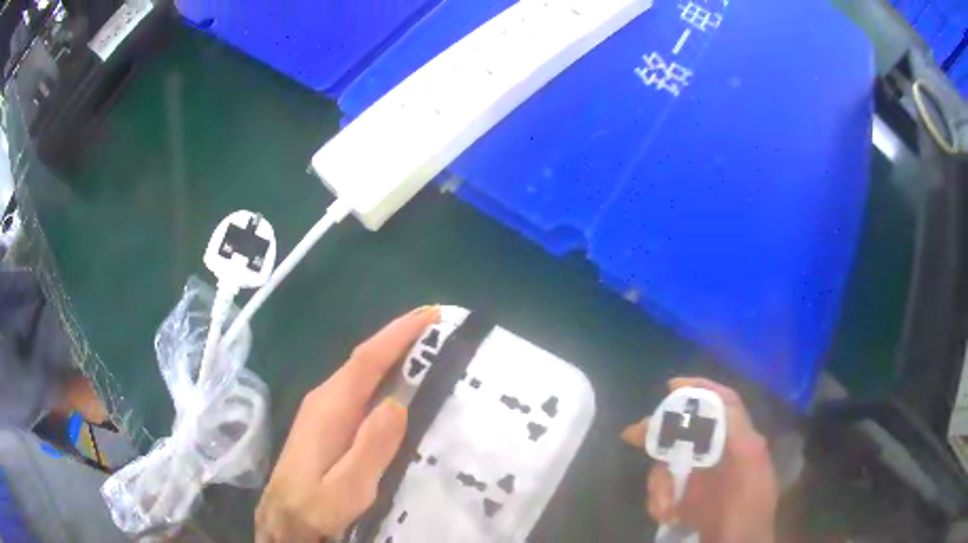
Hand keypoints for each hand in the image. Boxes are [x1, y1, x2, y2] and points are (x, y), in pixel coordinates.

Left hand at [255, 306, 439, 542]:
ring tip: (427, 346)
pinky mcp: (325, 421)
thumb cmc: (313, 506)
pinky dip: (382, 374)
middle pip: (364, 359)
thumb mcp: (346, 489)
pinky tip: (398, 382)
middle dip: (399, 337)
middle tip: (438, 325)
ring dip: (392, 354)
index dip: (397, 335)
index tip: (430, 314)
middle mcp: (324, 398)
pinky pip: (358, 387)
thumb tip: (398, 402)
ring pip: (361, 372)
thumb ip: (370, 448)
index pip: (366, 361)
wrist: (282, 519)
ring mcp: (322, 409)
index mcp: (329, 409)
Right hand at [622, 377, 778, 542]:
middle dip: (660, 432)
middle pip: (685, 430)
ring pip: (668, 463)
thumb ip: (738, 429)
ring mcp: (700, 477)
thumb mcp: (751, 463)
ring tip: (665, 507)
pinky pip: (662, 488)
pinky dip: (658, 499)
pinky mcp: (684, 498)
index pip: (721, 403)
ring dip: (660, 484)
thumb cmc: (749, 506)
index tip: (671, 387)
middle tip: (634, 435)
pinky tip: (666, 514)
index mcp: (738, 440)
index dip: (700, 389)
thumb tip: (716, 400)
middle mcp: (718, 453)